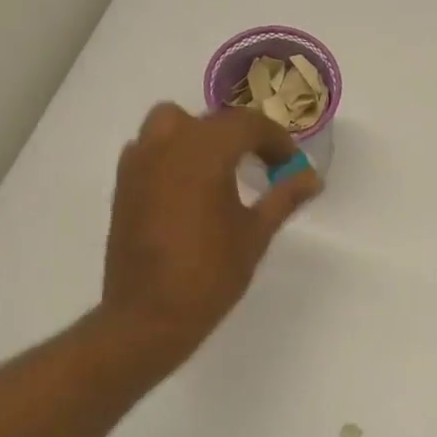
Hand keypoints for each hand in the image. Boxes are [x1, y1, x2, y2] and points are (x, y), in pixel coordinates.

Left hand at [102, 102, 320, 364]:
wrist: (149, 315)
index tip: (291, 164)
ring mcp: (139, 162)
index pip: (247, 124)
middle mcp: (167, 145)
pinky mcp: (123, 184)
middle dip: (243, 136)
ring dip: (201, 135)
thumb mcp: (255, 234)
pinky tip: (188, 187)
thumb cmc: (210, 275)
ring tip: (221, 169)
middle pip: (211, 120)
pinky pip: (150, 148)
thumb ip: (284, 197)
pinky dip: (172, 153)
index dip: (276, 140)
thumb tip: (312, 177)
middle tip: (264, 166)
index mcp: (204, 153)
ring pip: (172, 123)